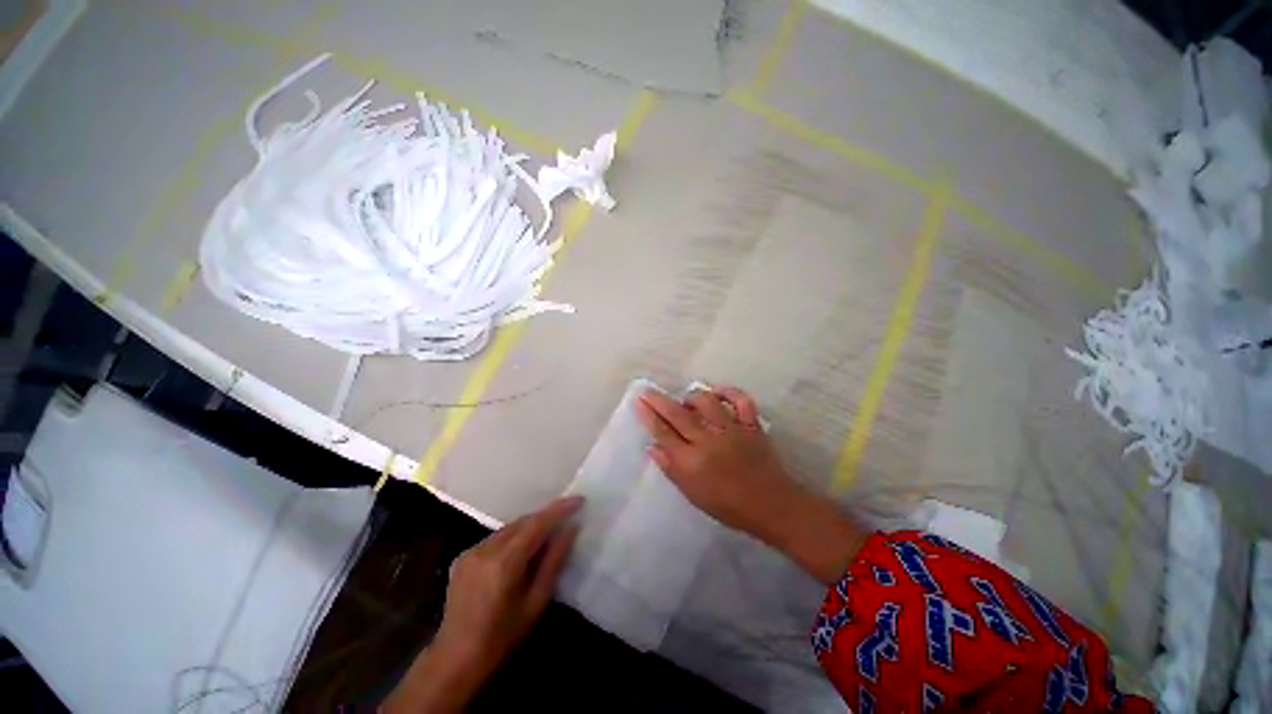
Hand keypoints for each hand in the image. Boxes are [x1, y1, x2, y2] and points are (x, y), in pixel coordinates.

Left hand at [383, 496, 581, 713]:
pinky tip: (521, 550)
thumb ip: (554, 562)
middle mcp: (485, 549)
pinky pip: (496, 537)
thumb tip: (571, 529)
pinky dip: (513, 537)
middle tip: (567, 516)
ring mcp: (471, 551)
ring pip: (509, 527)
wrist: (455, 659)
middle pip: (523, 522)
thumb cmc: (502, 637)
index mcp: (504, 563)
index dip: (559, 509)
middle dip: (546, 516)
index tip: (579, 499)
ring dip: (530, 526)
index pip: (536, 524)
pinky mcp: (463, 556)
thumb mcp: (536, 602)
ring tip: (548, 533)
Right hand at [635, 386, 865, 582]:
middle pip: (678, 414)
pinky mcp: (751, 425)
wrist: (771, 506)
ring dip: (692, 397)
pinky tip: (717, 393)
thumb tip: (652, 447)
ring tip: (686, 402)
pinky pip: (741, 400)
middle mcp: (709, 441)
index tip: (638, 401)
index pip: (664, 433)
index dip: (649, 415)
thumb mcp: (693, 495)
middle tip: (647, 390)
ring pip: (707, 402)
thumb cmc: (728, 506)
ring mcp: (732, 430)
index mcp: (692, 462)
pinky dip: (729, 392)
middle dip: (659, 400)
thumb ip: (671, 469)